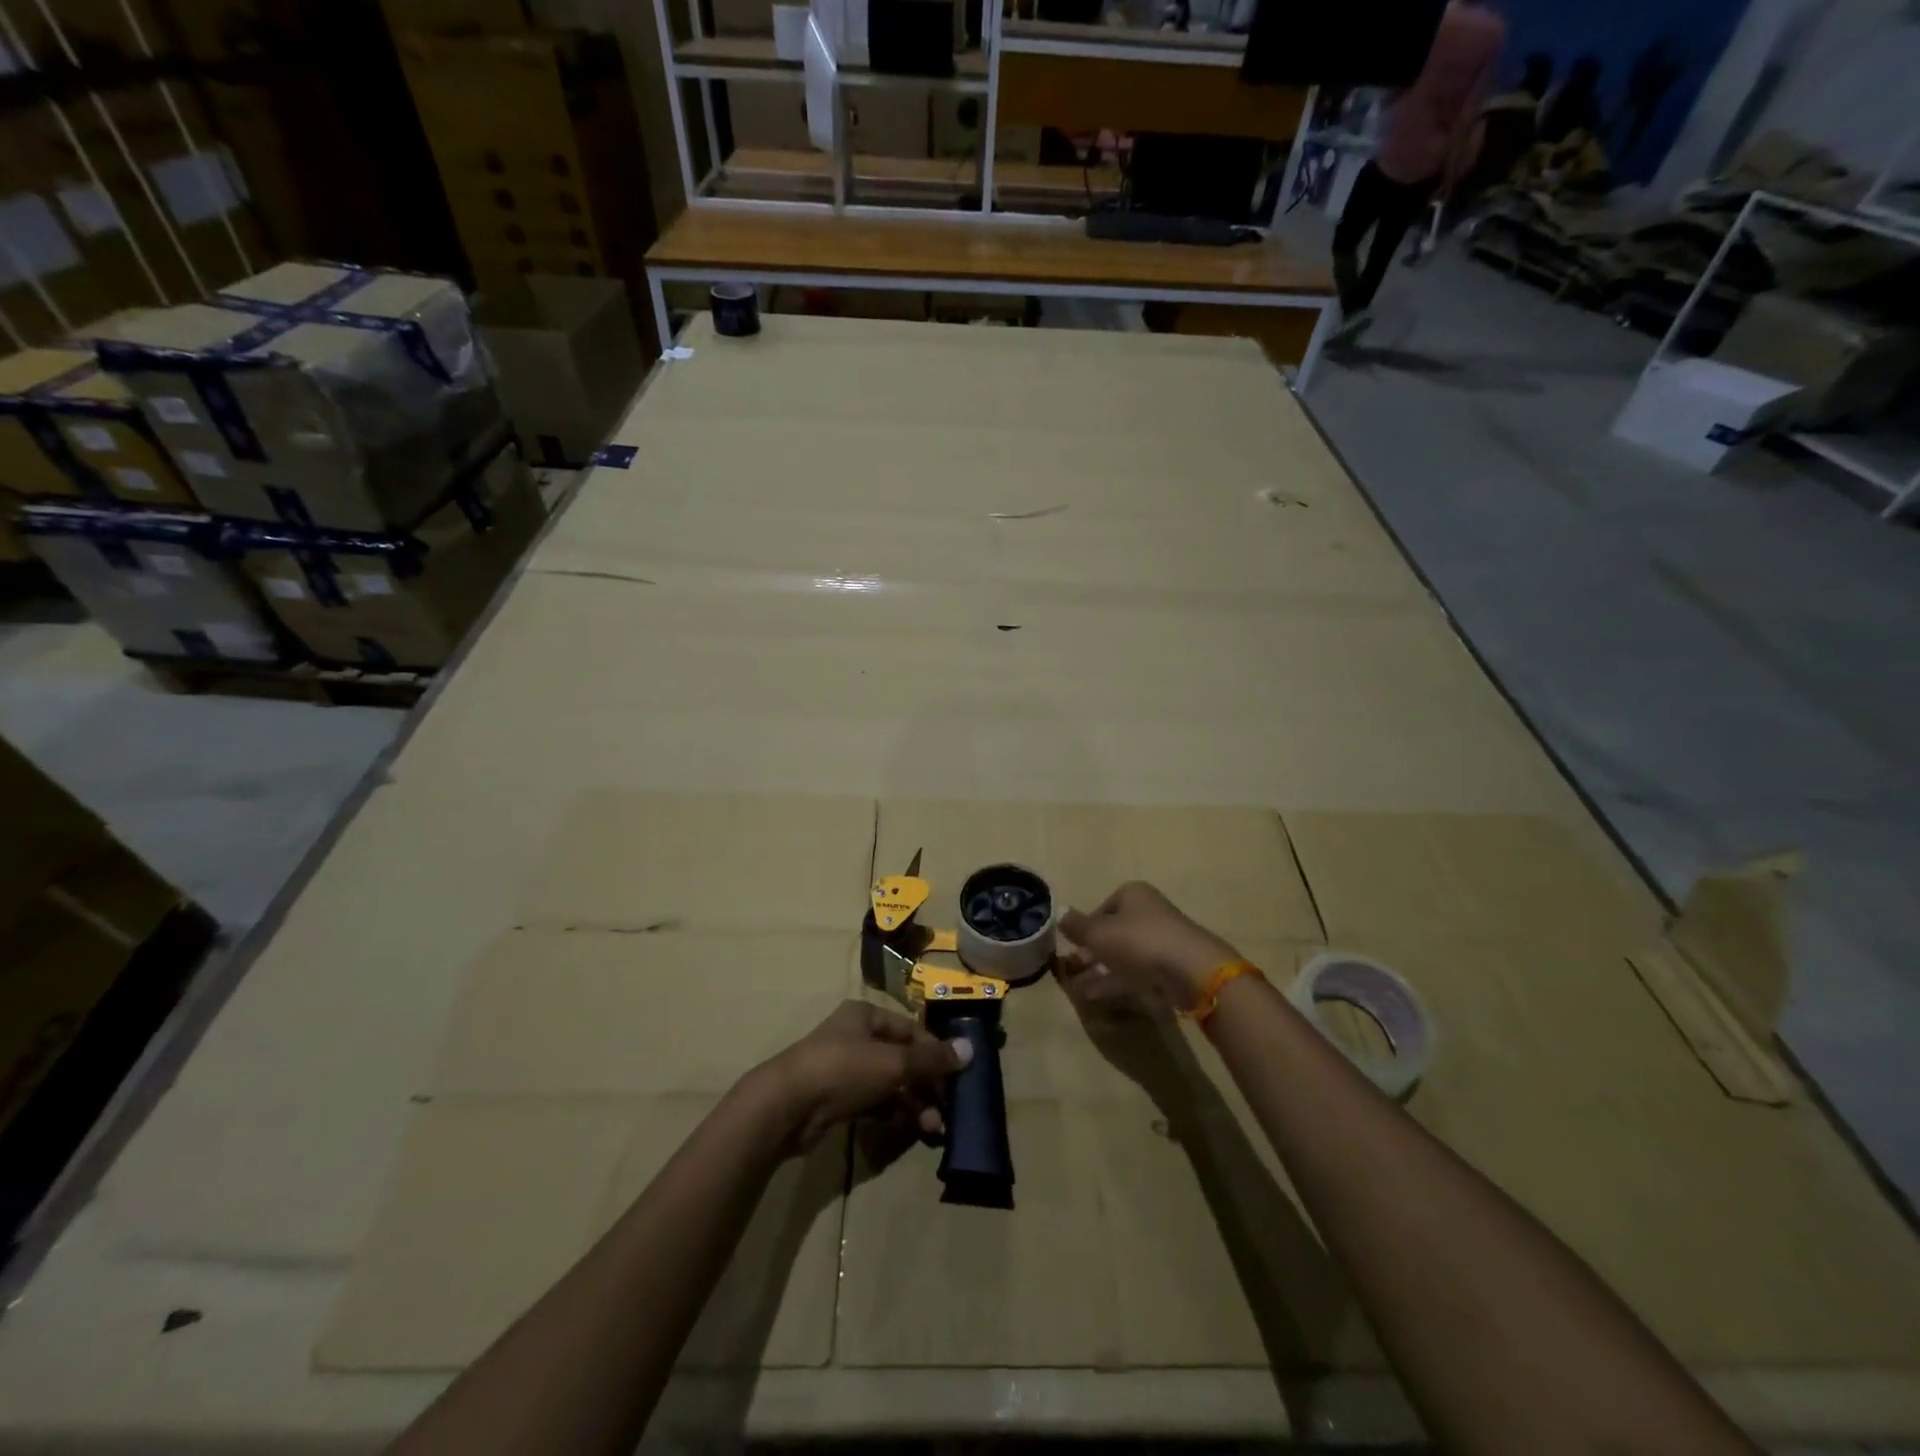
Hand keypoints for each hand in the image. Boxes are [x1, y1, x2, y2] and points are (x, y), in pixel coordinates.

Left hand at [755, 1000, 970, 1152]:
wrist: (787, 1106)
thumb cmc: (843, 1069)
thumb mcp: (893, 1062)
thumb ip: (931, 1060)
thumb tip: (970, 1050)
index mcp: (866, 1016)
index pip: (911, 1030)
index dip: (935, 1052)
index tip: (957, 1077)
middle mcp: (856, 1037)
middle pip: (901, 1058)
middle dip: (926, 1084)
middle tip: (947, 1110)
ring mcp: (845, 1069)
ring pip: (889, 1083)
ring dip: (913, 1103)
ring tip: (932, 1128)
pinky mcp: (836, 1099)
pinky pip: (874, 1102)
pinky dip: (893, 1113)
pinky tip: (910, 1129)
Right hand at [1058, 881, 1240, 1011]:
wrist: (1191, 970)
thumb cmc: (1139, 941)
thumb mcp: (1099, 933)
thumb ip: (1076, 926)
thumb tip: (1058, 911)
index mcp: (1132, 894)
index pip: (1101, 908)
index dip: (1085, 928)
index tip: (1073, 947)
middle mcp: (1148, 912)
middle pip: (1113, 931)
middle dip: (1091, 952)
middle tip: (1072, 970)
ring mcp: (1161, 940)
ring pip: (1123, 954)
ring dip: (1100, 970)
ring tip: (1078, 990)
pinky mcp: (1170, 966)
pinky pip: (1136, 972)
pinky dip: (1116, 982)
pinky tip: (1096, 997)